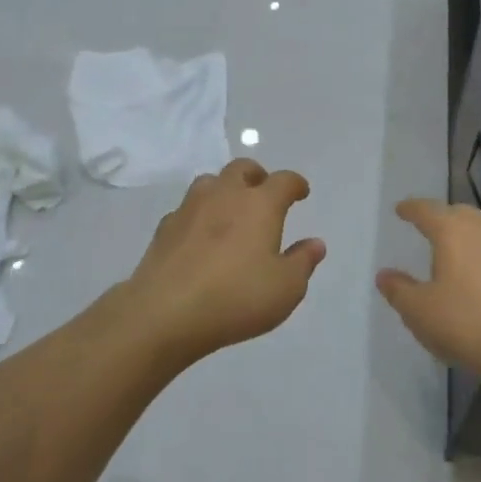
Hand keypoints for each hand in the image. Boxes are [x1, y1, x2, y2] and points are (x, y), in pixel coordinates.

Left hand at [121, 158, 325, 363]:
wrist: (165, 312)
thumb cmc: (236, 297)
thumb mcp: (285, 288)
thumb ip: (303, 262)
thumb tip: (316, 243)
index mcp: (260, 204)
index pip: (283, 181)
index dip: (295, 183)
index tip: (301, 192)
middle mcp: (225, 195)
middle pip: (242, 168)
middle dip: (257, 176)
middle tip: (264, 193)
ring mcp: (190, 208)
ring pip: (210, 182)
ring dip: (224, 190)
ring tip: (230, 210)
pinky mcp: (165, 227)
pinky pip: (186, 210)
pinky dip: (198, 216)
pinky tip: (199, 237)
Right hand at [376, 199, 480, 391]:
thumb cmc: (468, 324)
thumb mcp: (420, 312)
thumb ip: (399, 290)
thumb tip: (385, 275)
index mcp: (452, 231)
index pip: (426, 210)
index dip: (410, 209)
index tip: (401, 210)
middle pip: (457, 213)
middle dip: (441, 217)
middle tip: (428, 228)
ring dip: (467, 233)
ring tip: (456, 251)